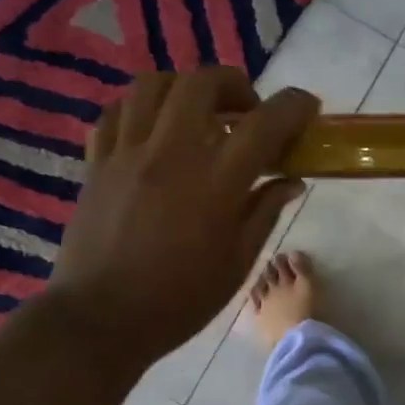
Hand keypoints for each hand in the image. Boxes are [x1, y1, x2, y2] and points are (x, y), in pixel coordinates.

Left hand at [52, 68, 318, 367]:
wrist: (101, 321)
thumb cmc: (178, 301)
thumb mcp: (236, 264)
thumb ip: (264, 212)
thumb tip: (290, 181)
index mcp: (215, 182)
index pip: (265, 123)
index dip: (294, 106)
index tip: (307, 109)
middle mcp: (171, 154)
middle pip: (203, 83)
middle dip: (235, 85)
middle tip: (246, 112)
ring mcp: (128, 154)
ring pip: (153, 85)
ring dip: (184, 88)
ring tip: (196, 113)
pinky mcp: (97, 164)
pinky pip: (115, 113)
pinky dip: (140, 109)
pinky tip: (153, 130)